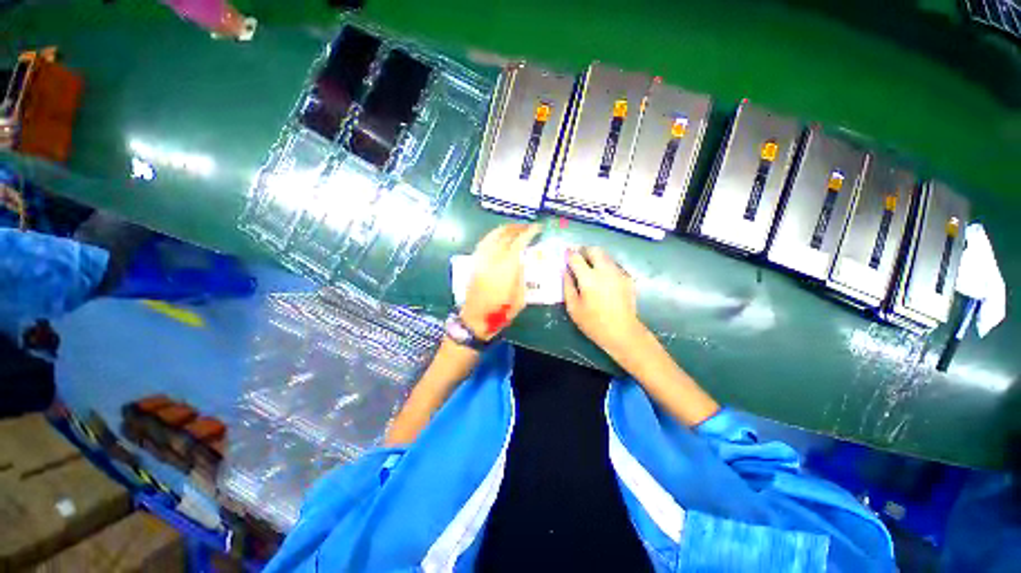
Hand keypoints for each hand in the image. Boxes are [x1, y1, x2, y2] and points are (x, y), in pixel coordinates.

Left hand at [460, 223, 540, 340]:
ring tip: (515, 228)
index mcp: (506, 269)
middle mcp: (492, 260)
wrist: (474, 320)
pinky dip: (493, 235)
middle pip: (505, 235)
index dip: (529, 232)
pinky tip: (499, 236)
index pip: (518, 243)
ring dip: (505, 229)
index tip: (538, 228)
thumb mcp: (520, 299)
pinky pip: (484, 242)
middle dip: (518, 228)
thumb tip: (524, 261)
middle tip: (528, 226)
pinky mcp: (475, 263)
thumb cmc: (500, 313)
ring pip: (492, 236)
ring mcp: (481, 260)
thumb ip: (523, 277)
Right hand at [563, 247, 646, 357]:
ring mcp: (618, 273)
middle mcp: (605, 271)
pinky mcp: (627, 278)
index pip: (576, 258)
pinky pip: (614, 265)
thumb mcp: (573, 307)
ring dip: (595, 257)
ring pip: (606, 256)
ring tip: (589, 266)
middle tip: (578, 257)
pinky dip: (605, 265)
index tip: (565, 253)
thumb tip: (565, 271)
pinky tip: (602, 277)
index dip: (569, 253)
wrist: (623, 332)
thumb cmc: (593, 323)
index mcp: (589, 278)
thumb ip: (567, 286)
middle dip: (584, 250)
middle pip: (594, 250)